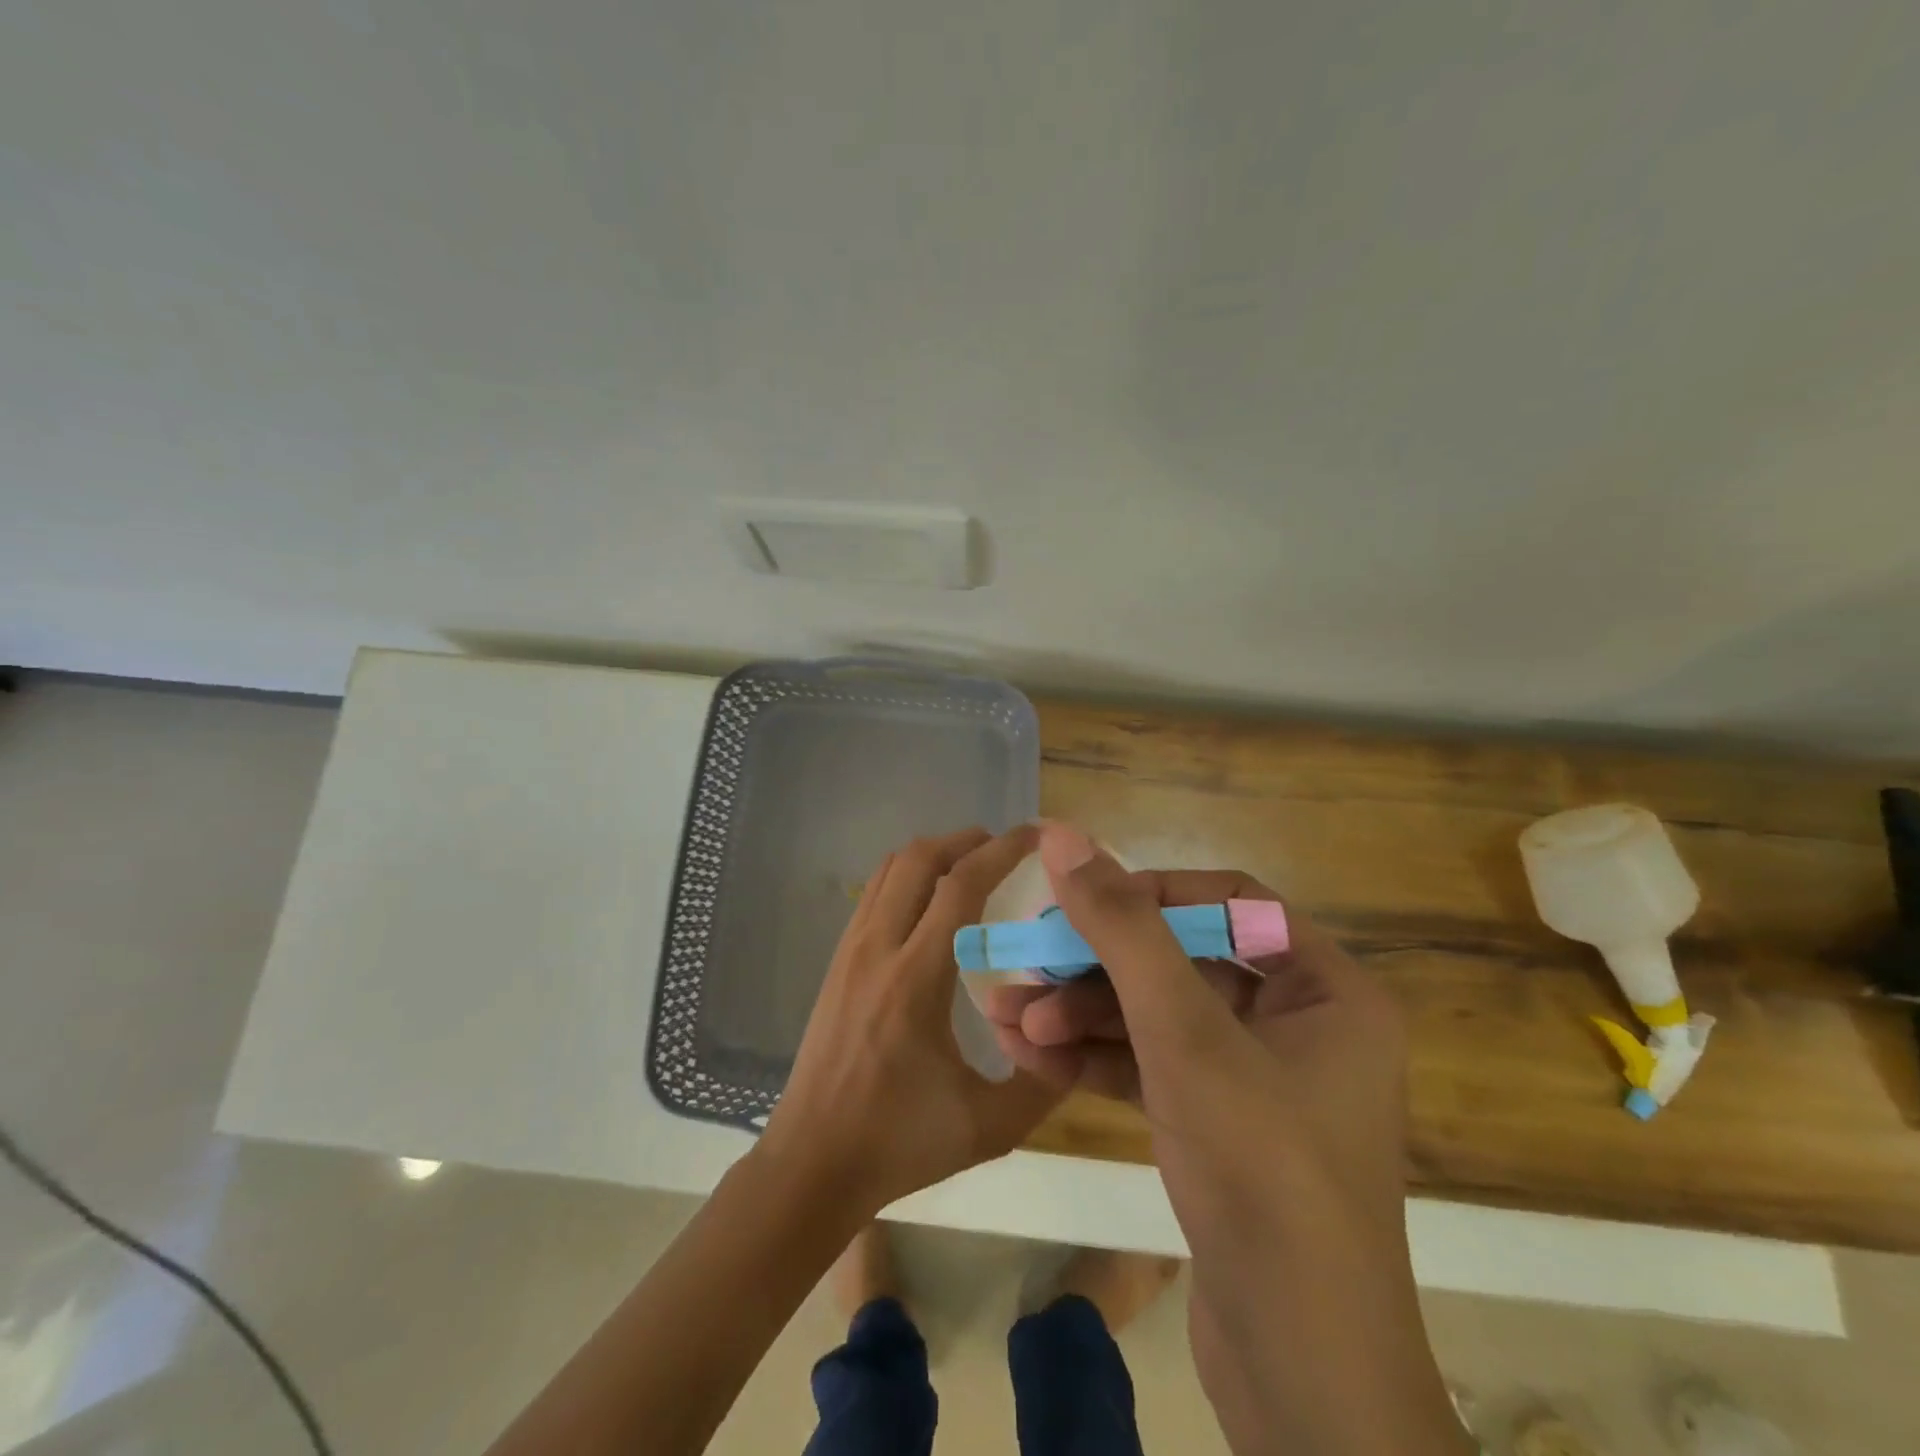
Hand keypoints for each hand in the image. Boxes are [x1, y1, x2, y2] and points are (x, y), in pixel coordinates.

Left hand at [758, 825, 1061, 1217]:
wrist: (811, 1163)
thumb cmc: (898, 1143)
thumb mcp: (988, 1126)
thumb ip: (1042, 1082)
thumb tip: (1074, 1037)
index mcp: (915, 979)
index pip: (960, 886)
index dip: (1001, 850)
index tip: (1034, 835)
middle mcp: (878, 949)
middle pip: (918, 859)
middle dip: (965, 840)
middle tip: (1003, 847)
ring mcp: (850, 951)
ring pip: (889, 869)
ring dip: (933, 854)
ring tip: (970, 866)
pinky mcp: (837, 962)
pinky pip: (873, 893)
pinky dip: (906, 876)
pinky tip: (930, 904)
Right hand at [981, 824, 1408, 1239]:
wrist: (1300, 1374)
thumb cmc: (1260, 1171)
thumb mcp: (1184, 1033)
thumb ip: (1123, 928)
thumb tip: (1064, 836)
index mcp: (1327, 990)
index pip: (1230, 902)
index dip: (1151, 893)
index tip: (1081, 904)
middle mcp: (1301, 1025)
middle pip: (1182, 962)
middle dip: (1096, 967)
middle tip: (1025, 968)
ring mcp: (1258, 1080)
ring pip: (1158, 1018)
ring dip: (1082, 1015)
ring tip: (1007, 1019)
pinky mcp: (1220, 1127)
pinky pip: (1154, 1068)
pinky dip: (1096, 1060)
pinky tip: (1030, 1056)